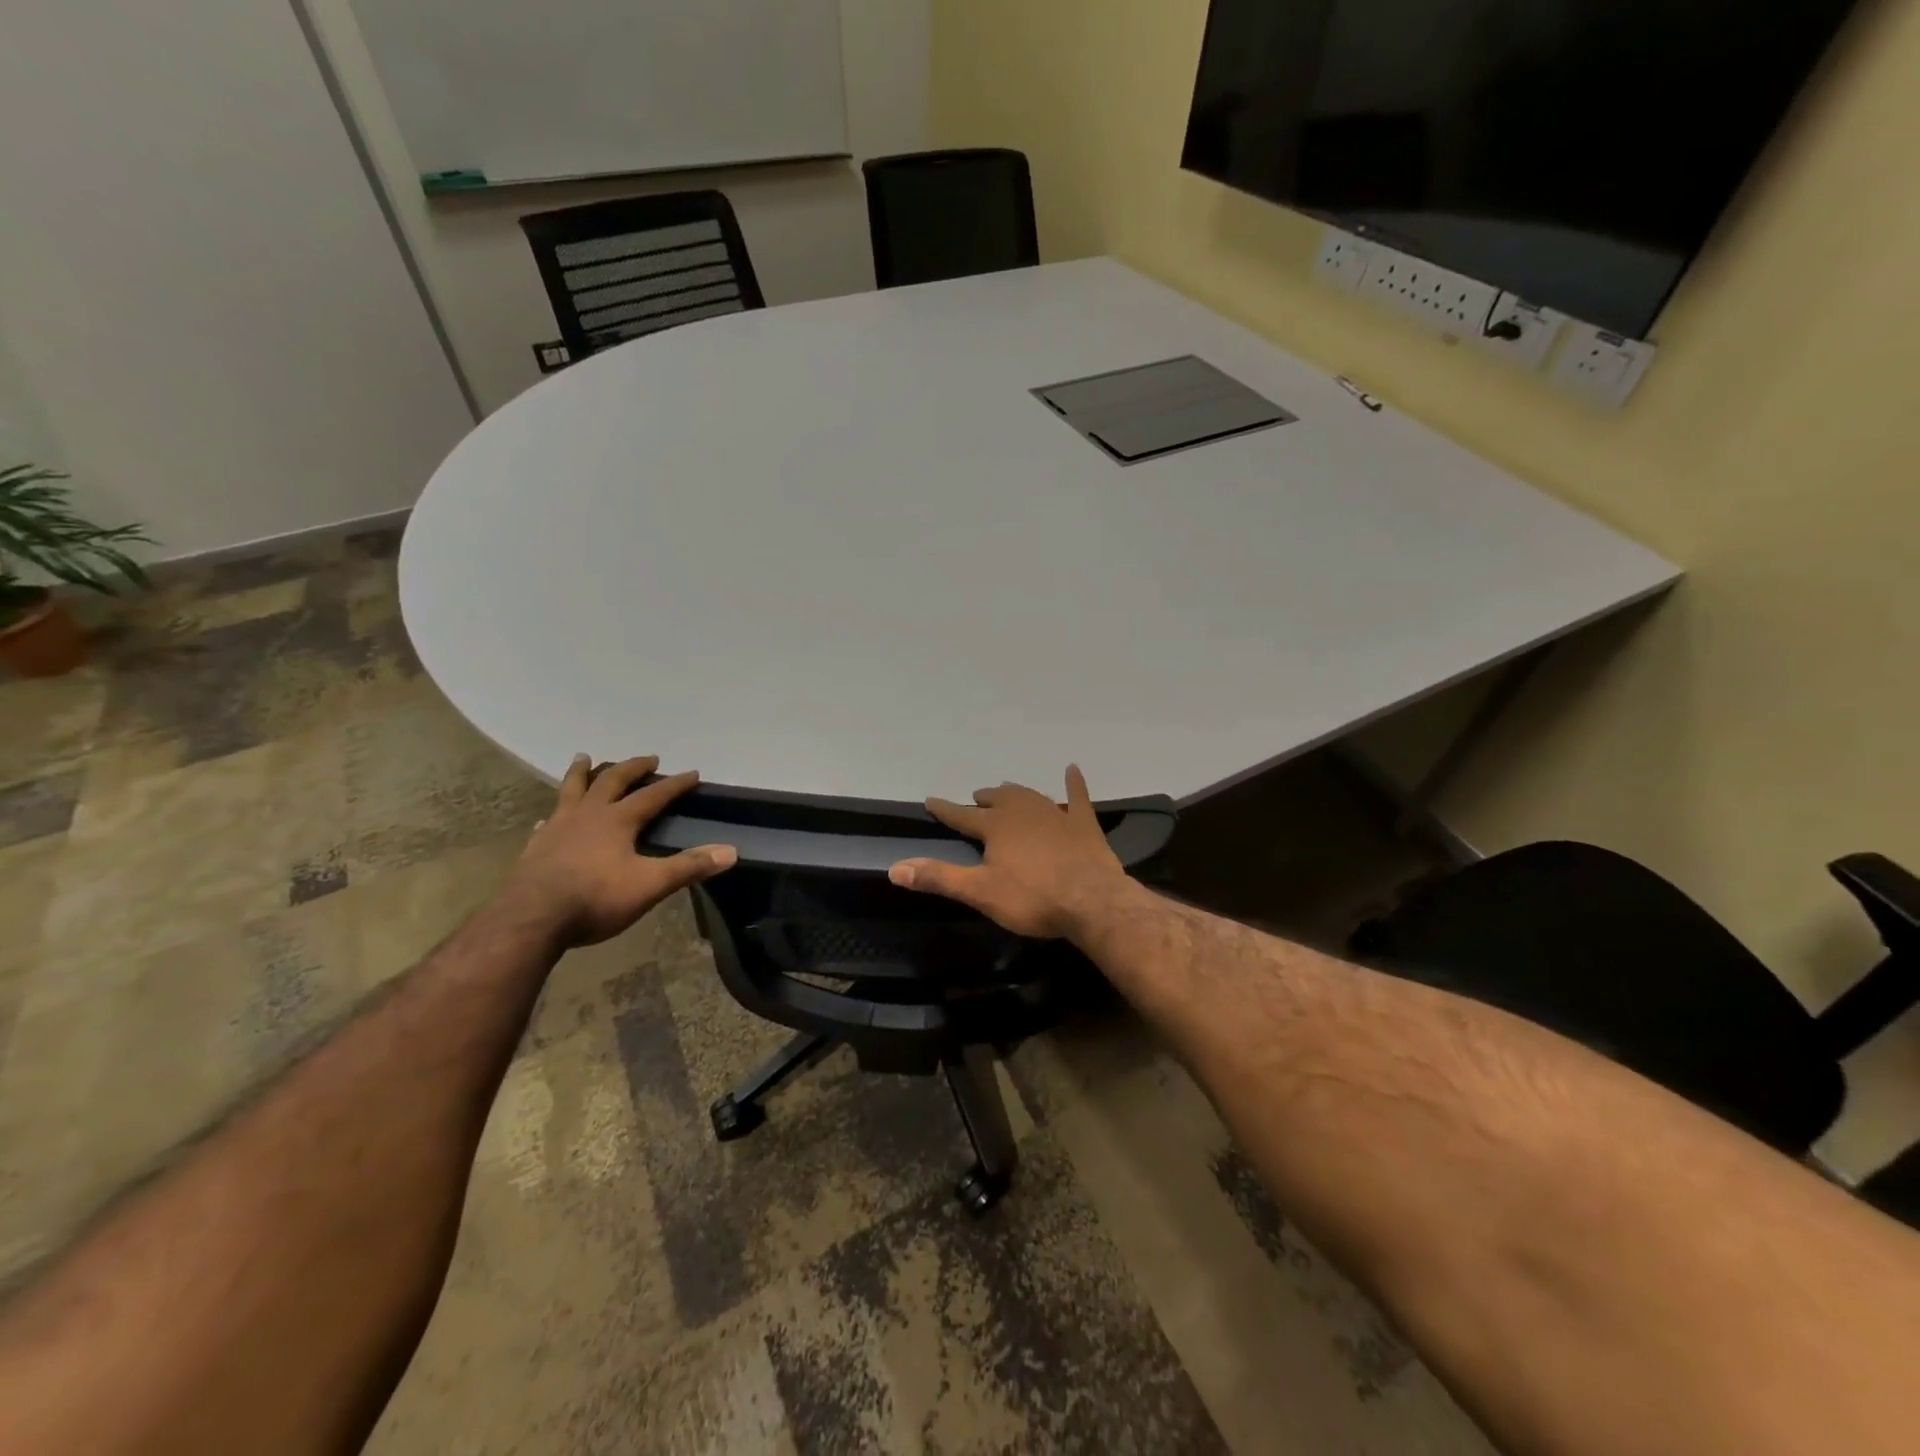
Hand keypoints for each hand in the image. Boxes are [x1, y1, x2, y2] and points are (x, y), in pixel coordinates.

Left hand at [505, 754, 736, 947]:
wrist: (530, 920)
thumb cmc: (595, 899)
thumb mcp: (650, 884)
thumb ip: (689, 866)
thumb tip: (731, 851)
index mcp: (618, 820)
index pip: (653, 795)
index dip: (675, 784)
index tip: (692, 772)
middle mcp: (588, 815)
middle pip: (611, 781)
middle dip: (632, 767)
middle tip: (647, 759)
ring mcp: (558, 828)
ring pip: (571, 789)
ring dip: (582, 772)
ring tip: (585, 758)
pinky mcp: (536, 846)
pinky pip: (548, 820)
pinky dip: (555, 813)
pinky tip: (550, 817)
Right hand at [888, 766, 1131, 939]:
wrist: (1092, 900)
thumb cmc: (1032, 898)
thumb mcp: (980, 892)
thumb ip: (939, 877)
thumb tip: (894, 867)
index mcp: (996, 827)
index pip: (961, 816)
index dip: (944, 809)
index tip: (930, 801)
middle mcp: (1022, 812)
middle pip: (998, 799)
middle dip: (984, 798)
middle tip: (976, 797)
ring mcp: (1056, 814)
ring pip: (1029, 795)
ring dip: (1016, 793)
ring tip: (1007, 790)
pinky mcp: (1083, 823)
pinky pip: (1078, 797)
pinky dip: (1074, 784)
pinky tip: (1073, 770)